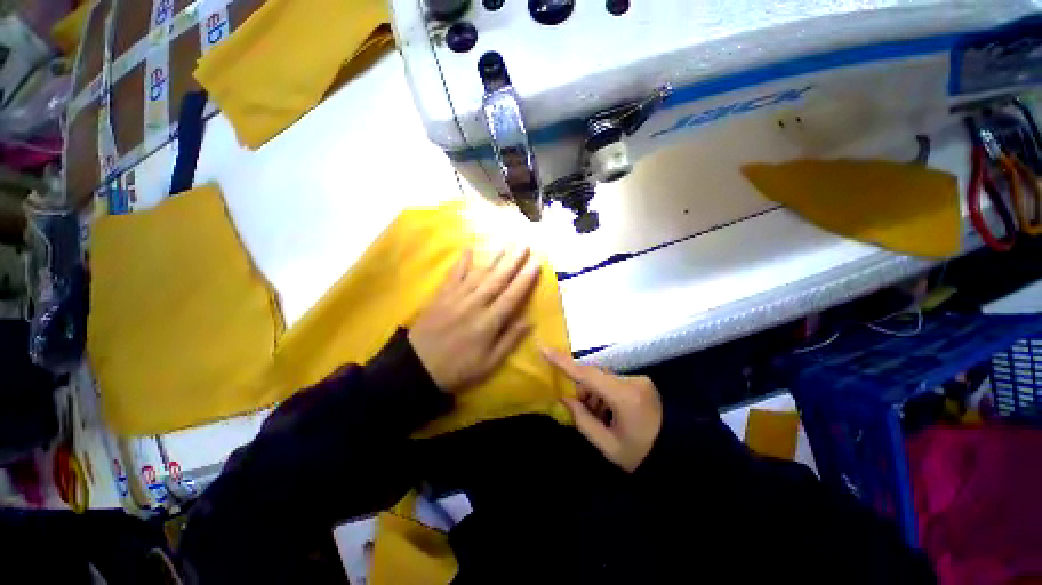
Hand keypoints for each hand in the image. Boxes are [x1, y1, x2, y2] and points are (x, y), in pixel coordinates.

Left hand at [409, 247, 540, 393]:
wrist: (416, 368)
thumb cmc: (458, 369)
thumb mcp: (489, 364)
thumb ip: (509, 341)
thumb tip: (529, 321)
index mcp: (488, 323)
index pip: (511, 296)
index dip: (525, 279)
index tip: (536, 263)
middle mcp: (474, 305)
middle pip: (497, 279)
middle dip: (513, 261)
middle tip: (524, 245)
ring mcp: (455, 298)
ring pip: (478, 274)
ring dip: (493, 258)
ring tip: (505, 244)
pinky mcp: (440, 296)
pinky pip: (453, 275)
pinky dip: (461, 261)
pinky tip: (468, 249)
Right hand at [543, 349, 662, 472]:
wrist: (683, 455)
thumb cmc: (643, 455)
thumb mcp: (609, 446)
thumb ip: (583, 420)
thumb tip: (565, 398)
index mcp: (624, 397)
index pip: (587, 374)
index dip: (564, 362)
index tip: (545, 349)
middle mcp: (632, 381)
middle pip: (595, 377)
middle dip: (583, 391)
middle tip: (580, 410)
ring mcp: (639, 380)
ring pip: (604, 380)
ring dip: (595, 394)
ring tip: (600, 418)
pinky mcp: (642, 383)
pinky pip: (615, 383)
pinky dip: (606, 395)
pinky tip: (610, 413)